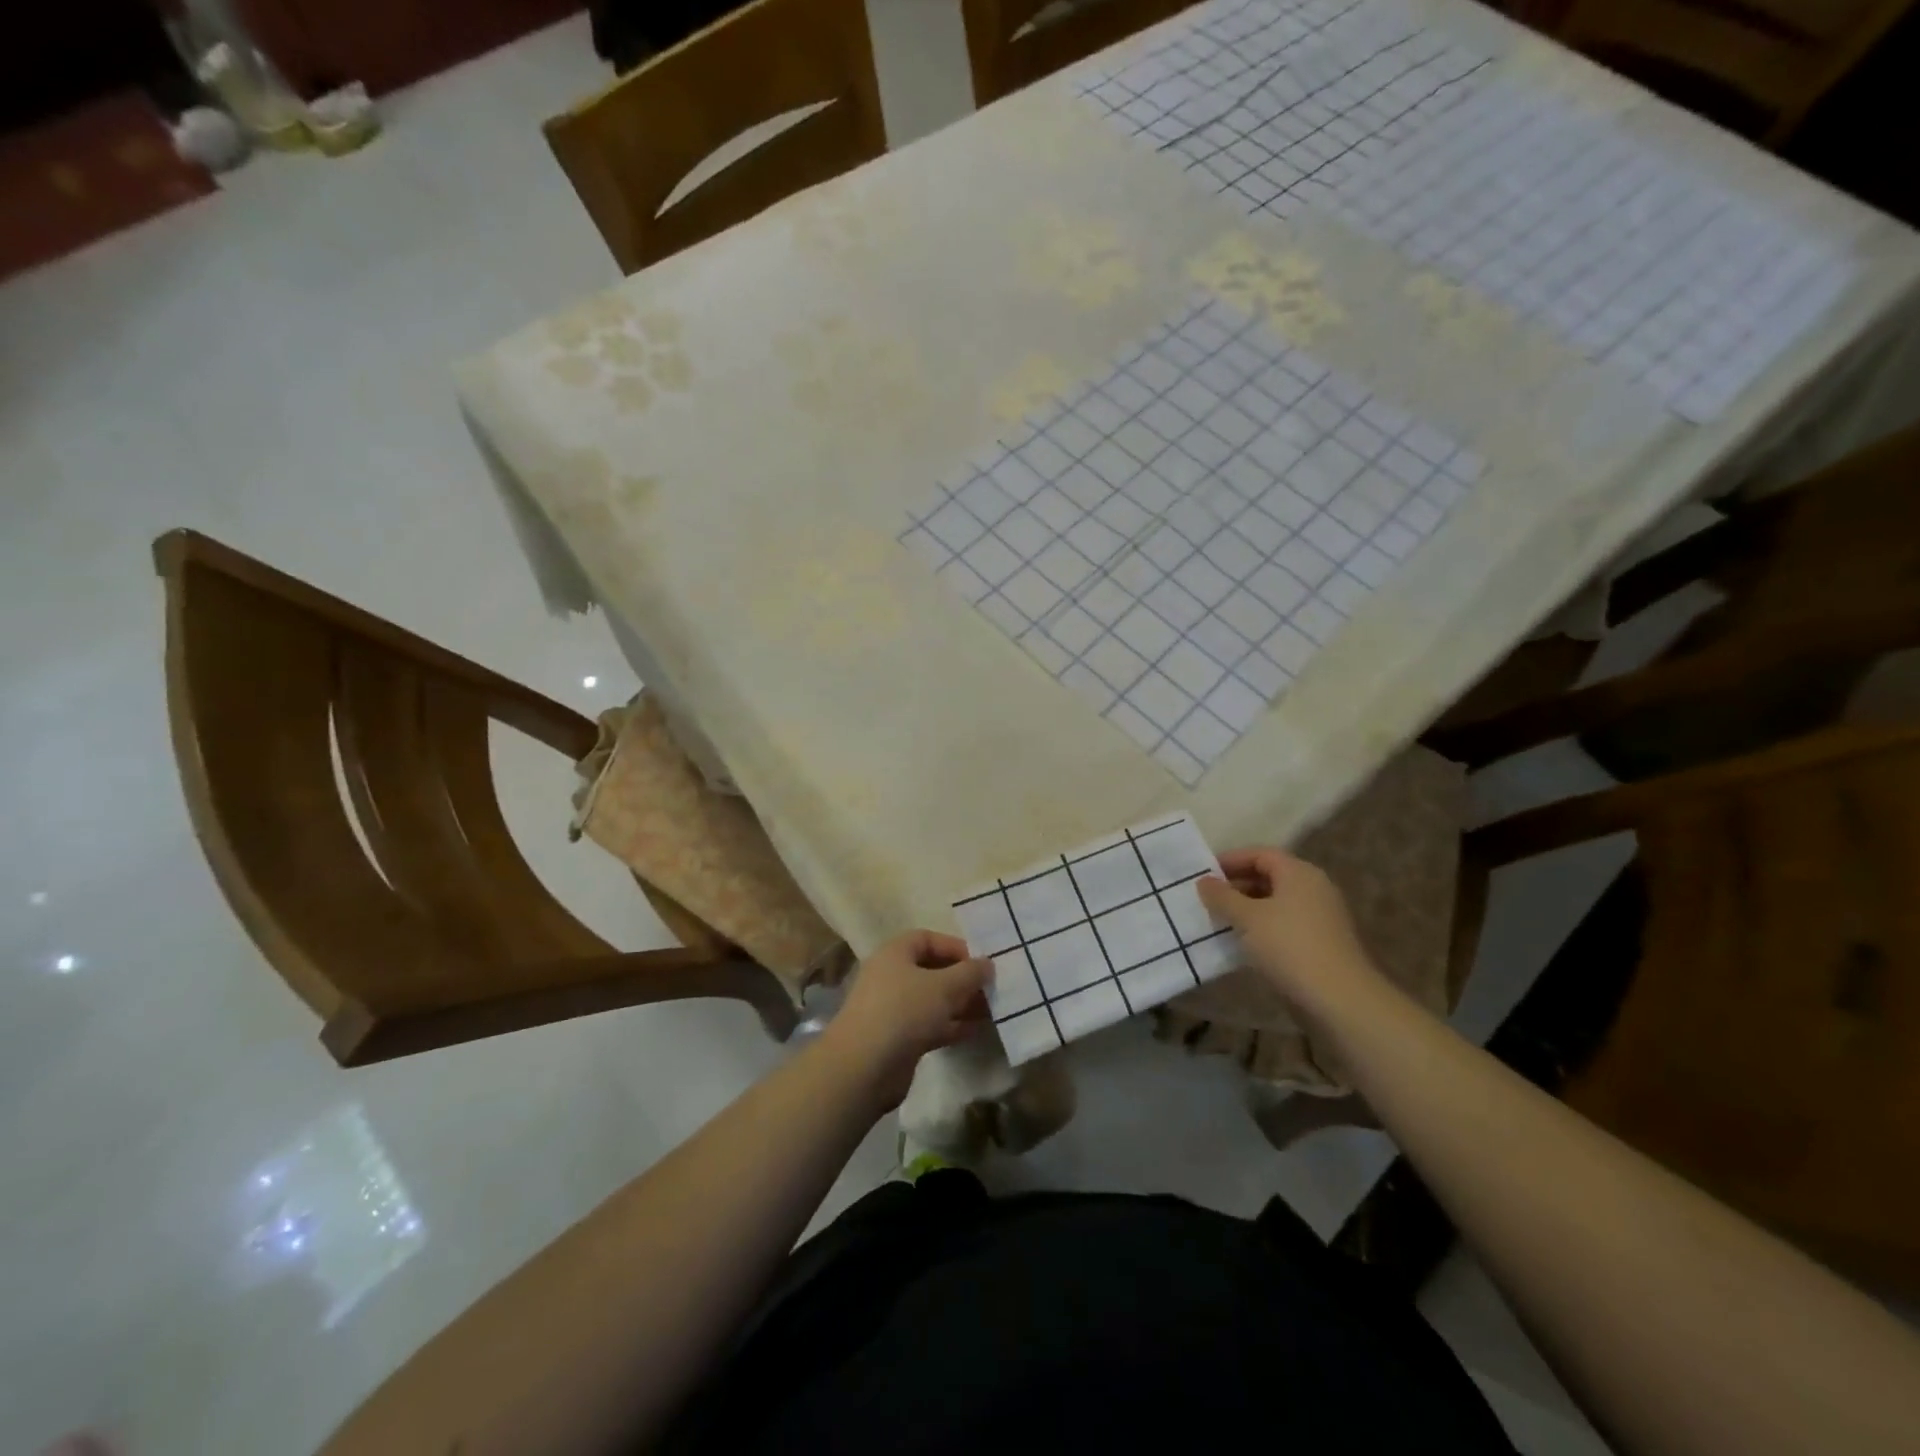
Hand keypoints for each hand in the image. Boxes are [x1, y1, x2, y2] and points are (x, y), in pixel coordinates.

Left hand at [820, 931, 993, 1106]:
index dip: (955, 947)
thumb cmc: (904, 1011)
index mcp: (895, 954)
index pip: (927, 939)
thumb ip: (969, 972)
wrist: (864, 1067)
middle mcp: (891, 976)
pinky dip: (951, 1025)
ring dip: (961, 1004)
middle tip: (991, 989)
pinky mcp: (898, 1039)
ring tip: (992, 1010)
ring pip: (933, 1000)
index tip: (981, 962)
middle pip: (932, 970)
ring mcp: (893, 1009)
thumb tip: (987, 963)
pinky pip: (930, 1025)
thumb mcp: (943, 986)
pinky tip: (976, 1030)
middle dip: (962, 979)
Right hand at [1197, 847, 1383, 1020]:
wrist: (1339, 998)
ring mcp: (1321, 915)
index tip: (1203, 875)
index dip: (1230, 860)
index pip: (1259, 854)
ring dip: (1248, 908)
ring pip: (1276, 901)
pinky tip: (1244, 943)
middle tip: (1208, 899)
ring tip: (1220, 921)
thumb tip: (1204, 881)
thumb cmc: (1289, 946)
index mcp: (1298, 872)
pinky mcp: (1322, 941)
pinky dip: (1263, 926)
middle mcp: (1314, 887)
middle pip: (1269, 875)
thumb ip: (1222, 896)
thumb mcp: (1247, 918)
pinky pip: (1285, 923)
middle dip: (1236, 885)